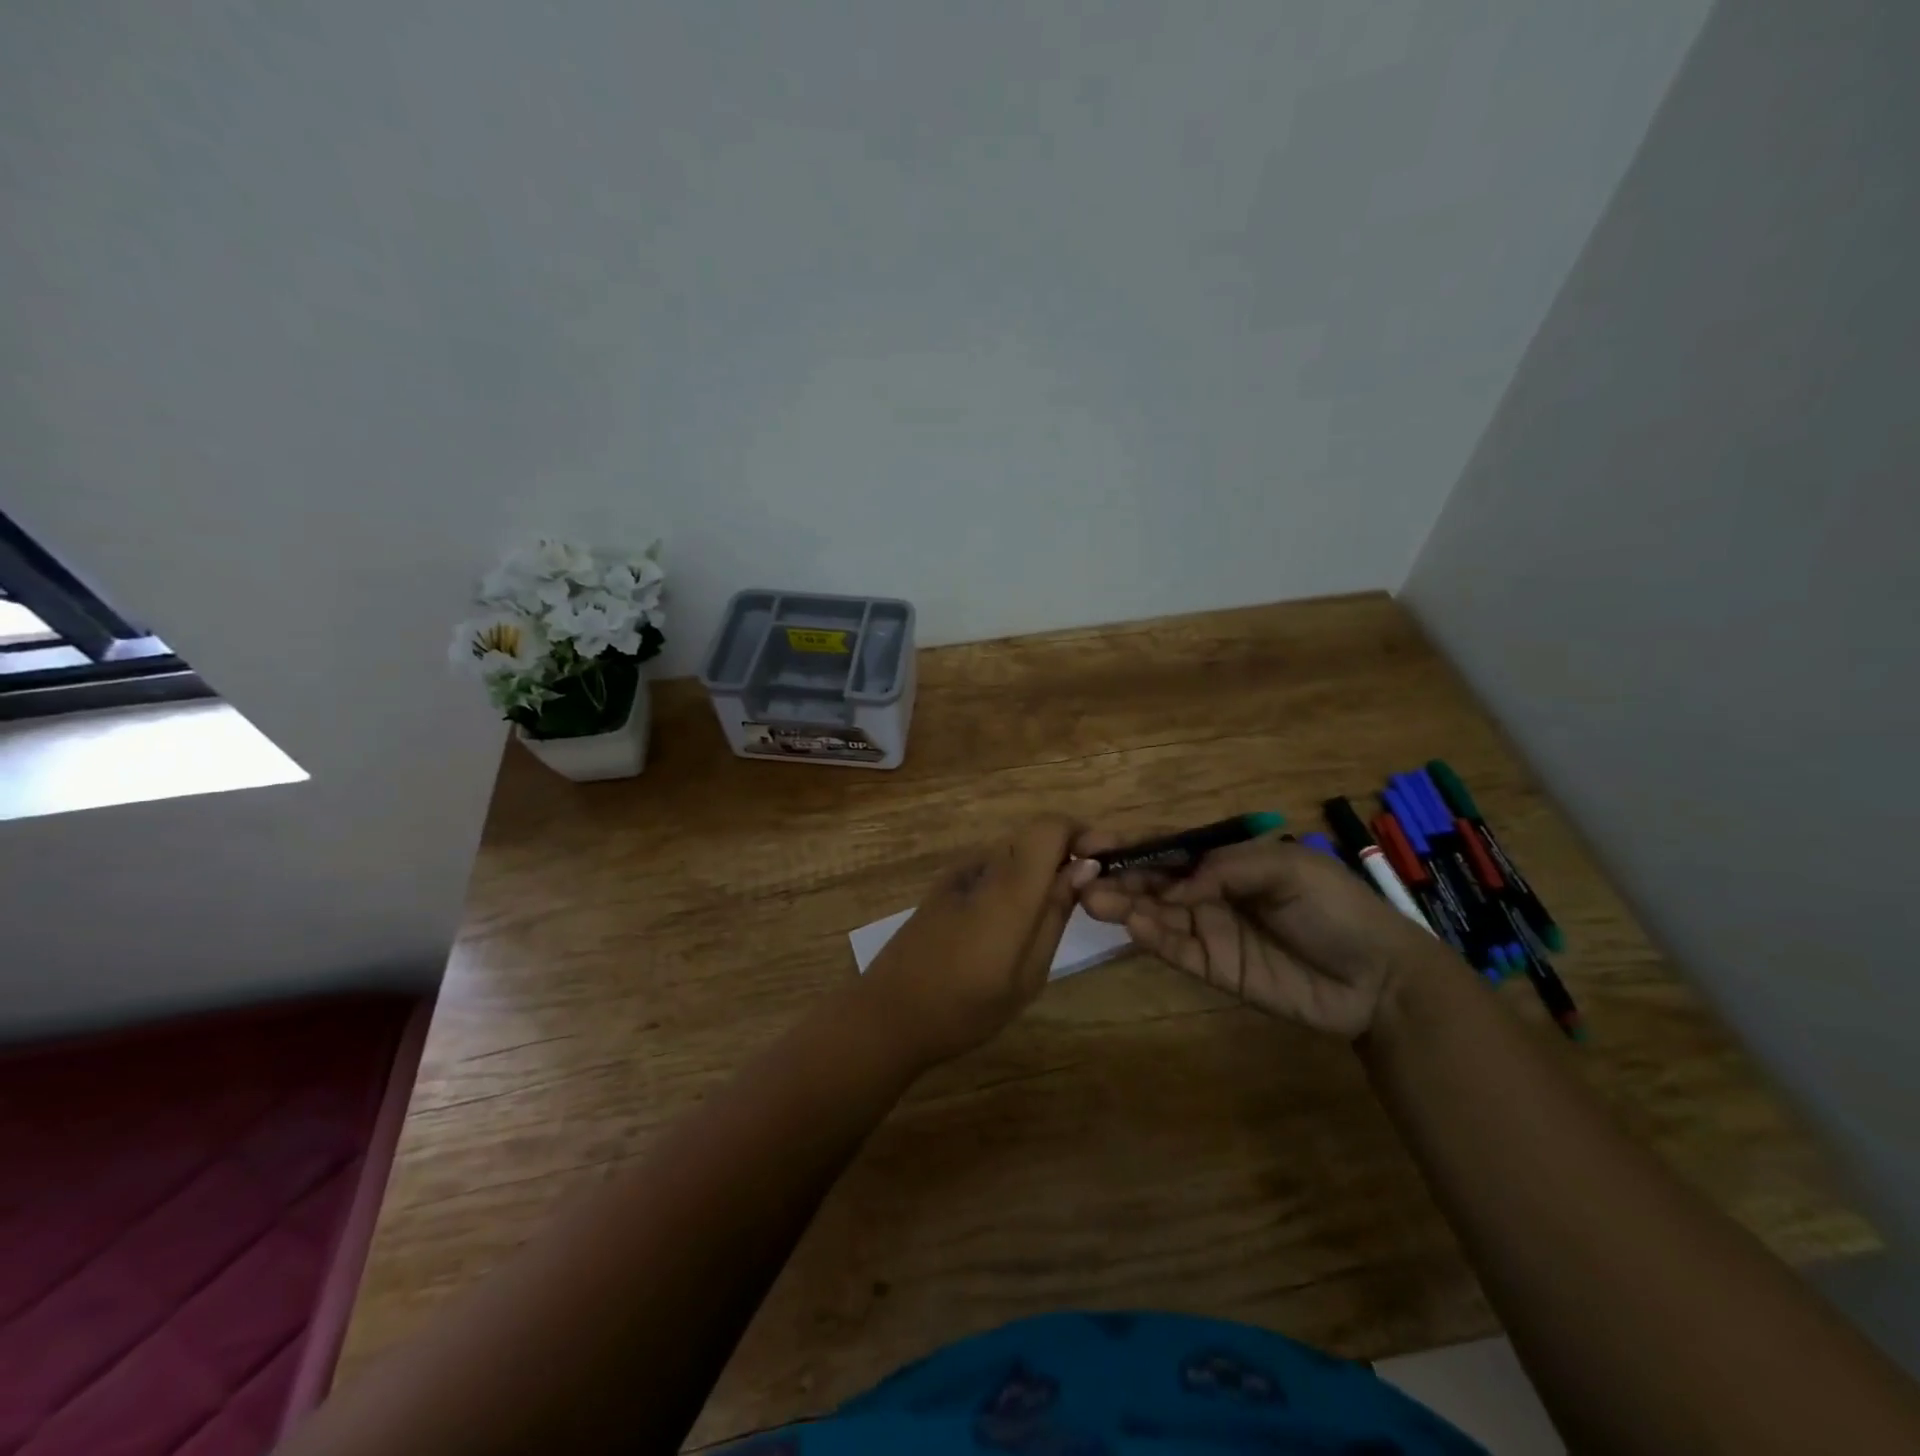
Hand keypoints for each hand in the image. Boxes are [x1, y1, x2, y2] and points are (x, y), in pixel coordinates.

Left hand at [859, 816, 1088, 1067]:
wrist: (888, 1014)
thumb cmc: (964, 1006)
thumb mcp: (1027, 973)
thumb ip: (1055, 913)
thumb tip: (1085, 867)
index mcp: (1009, 886)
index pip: (1052, 826)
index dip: (1082, 835)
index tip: (1103, 865)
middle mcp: (984, 864)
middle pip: (1034, 835)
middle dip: (1066, 853)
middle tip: (1085, 896)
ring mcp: (959, 872)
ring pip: (1014, 850)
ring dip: (1040, 867)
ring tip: (1052, 913)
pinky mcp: (945, 885)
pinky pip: (993, 866)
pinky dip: (1015, 878)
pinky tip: (1013, 920)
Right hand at [1075, 831, 1445, 1038]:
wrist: (1378, 980)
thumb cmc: (1336, 909)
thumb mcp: (1288, 868)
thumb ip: (1227, 867)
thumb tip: (1175, 882)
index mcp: (1226, 859)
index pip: (1169, 846)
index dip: (1131, 842)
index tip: (1092, 841)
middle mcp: (1208, 891)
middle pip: (1152, 878)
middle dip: (1116, 874)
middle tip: (1079, 874)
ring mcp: (1208, 929)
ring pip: (1154, 912)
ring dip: (1122, 903)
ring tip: (1091, 898)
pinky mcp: (1211, 967)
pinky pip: (1172, 947)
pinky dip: (1148, 935)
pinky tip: (1128, 924)